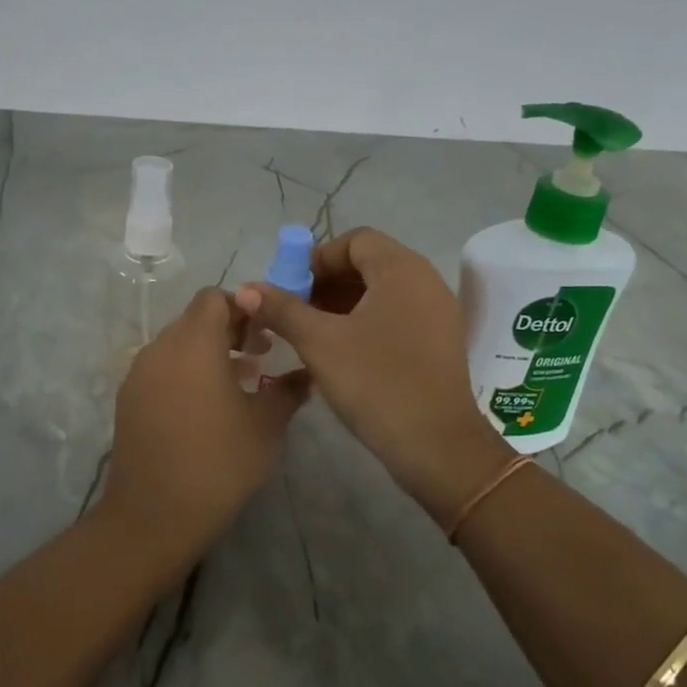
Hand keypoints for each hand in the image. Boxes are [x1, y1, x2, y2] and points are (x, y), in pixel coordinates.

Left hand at [102, 288, 310, 565]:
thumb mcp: (266, 425)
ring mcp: (139, 375)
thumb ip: (288, 389)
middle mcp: (160, 349)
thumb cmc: (219, 464)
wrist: (154, 517)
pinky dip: (186, 371)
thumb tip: (307, 373)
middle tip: (260, 355)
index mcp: (194, 344)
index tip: (267, 332)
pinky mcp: (128, 400)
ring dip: (208, 351)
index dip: (244, 306)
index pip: (214, 298)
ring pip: (177, 344)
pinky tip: (207, 407)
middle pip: (195, 318)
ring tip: (240, 381)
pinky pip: (162, 368)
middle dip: (229, 328)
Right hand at [236, 227, 507, 522]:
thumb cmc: (376, 382)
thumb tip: (246, 288)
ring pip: (383, 291)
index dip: (317, 257)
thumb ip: (282, 309)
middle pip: (370, 263)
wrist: (436, 446)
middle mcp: (426, 281)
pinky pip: (398, 314)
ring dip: (344, 302)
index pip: (356, 240)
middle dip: (327, 281)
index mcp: (402, 269)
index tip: (290, 287)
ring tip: (312, 332)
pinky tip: (342, 351)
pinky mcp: (440, 342)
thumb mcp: (320, 343)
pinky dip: (367, 321)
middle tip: (295, 310)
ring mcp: (438, 313)